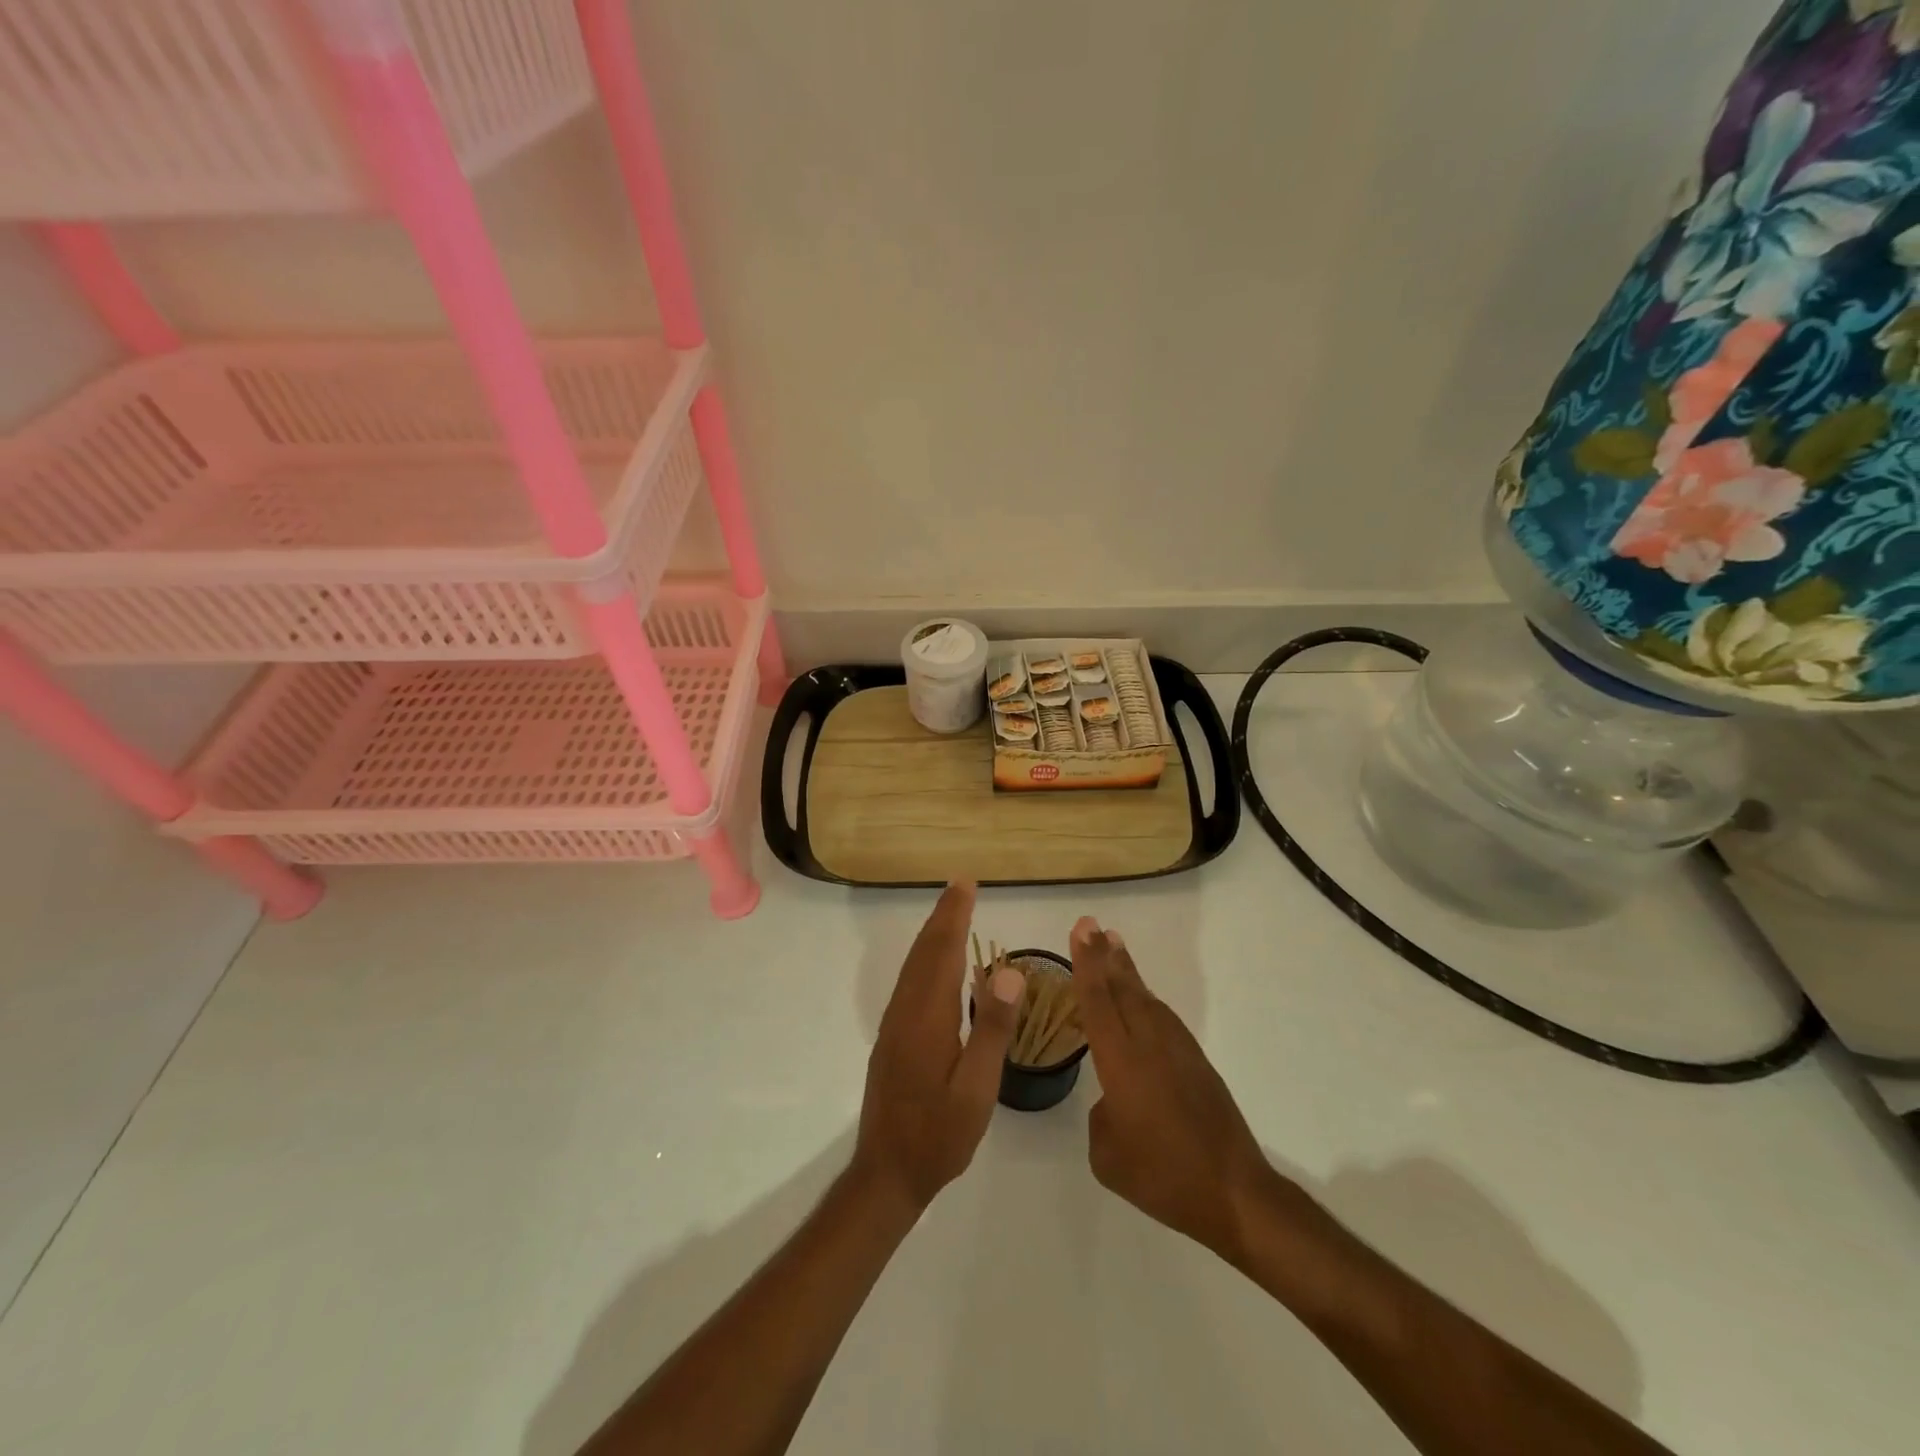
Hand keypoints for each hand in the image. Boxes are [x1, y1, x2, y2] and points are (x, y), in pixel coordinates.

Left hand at [854, 882, 1025, 1213]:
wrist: (887, 1173)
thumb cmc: (938, 1135)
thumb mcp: (976, 1089)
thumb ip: (992, 1029)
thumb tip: (1010, 971)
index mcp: (927, 1017)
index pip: (943, 952)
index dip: (954, 916)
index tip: (965, 884)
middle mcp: (906, 1011)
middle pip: (924, 952)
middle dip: (943, 916)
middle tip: (960, 886)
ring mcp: (895, 1025)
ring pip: (914, 967)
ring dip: (932, 935)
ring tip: (951, 913)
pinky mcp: (893, 1039)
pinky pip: (911, 983)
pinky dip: (925, 959)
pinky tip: (937, 965)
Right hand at [1072, 917, 1282, 1264]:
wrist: (1234, 1193)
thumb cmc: (1163, 1178)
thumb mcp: (1108, 1155)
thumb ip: (1102, 1116)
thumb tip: (1113, 1100)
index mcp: (1122, 1063)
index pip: (1098, 1002)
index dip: (1087, 964)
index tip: (1081, 931)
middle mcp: (1149, 1045)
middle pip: (1123, 989)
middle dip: (1105, 955)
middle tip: (1091, 925)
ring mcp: (1177, 1051)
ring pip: (1146, 999)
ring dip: (1128, 971)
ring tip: (1113, 946)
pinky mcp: (1197, 1063)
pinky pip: (1163, 1017)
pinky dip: (1146, 998)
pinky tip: (1141, 998)